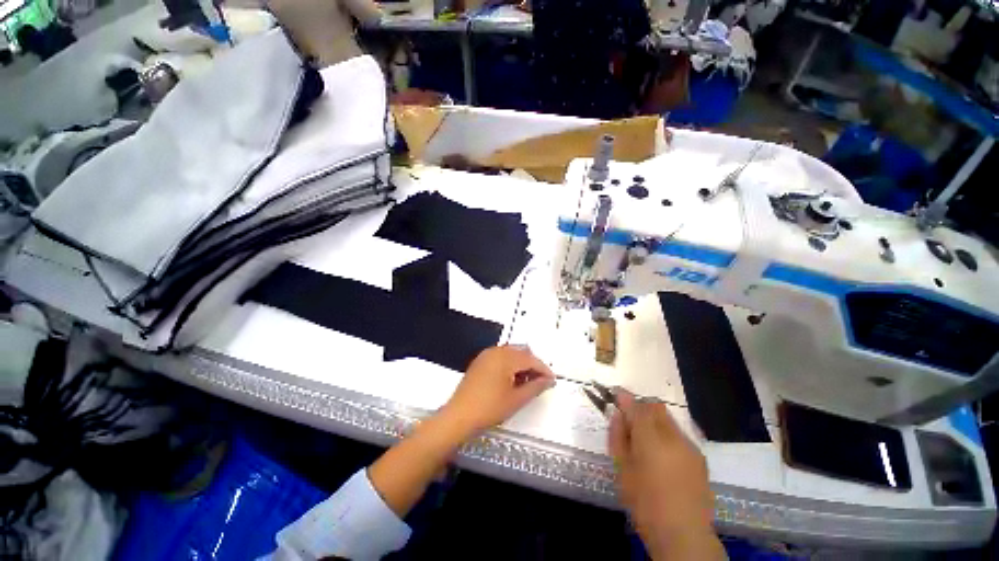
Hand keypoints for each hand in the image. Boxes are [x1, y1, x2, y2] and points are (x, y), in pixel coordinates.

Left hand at [438, 346, 555, 436]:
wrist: (459, 416)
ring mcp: (486, 355)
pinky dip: (509, 364)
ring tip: (526, 382)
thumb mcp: (516, 399)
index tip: (552, 380)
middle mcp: (496, 351)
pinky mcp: (480, 361)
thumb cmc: (489, 408)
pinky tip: (511, 380)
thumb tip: (548, 380)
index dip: (543, 369)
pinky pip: (500, 357)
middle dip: (532, 364)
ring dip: (521, 364)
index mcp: (506, 357)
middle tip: (540, 381)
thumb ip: (535, 387)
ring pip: (511, 353)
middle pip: (521, 352)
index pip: (531, 359)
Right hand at [609, 390, 723, 559]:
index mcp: (650, 439)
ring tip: (645, 441)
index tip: (615, 396)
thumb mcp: (622, 469)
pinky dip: (667, 434)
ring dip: (654, 420)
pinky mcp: (700, 458)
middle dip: (641, 407)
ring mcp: (690, 446)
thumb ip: (618, 436)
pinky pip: (679, 434)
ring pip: (668, 419)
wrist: (684, 535)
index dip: (624, 398)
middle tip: (629, 421)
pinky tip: (662, 456)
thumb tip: (617, 415)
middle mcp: (673, 436)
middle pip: (655, 407)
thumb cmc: (645, 503)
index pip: (636, 406)